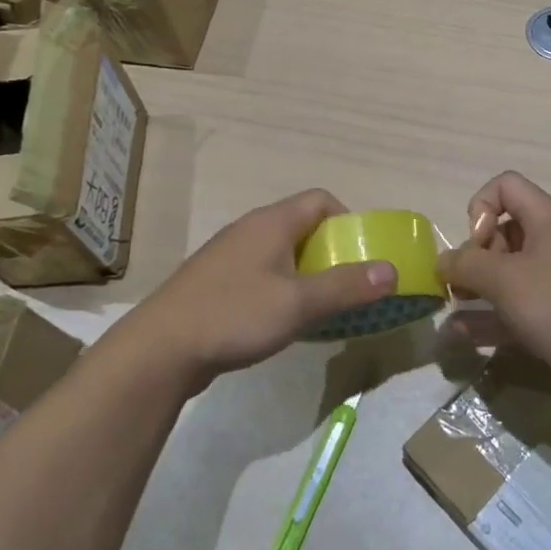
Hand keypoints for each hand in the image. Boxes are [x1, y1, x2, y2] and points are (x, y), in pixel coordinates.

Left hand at [125, 189, 396, 390]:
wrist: (159, 350)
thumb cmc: (234, 315)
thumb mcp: (299, 303)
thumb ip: (347, 286)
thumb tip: (391, 270)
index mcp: (271, 223)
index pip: (321, 200)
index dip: (348, 221)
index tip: (361, 255)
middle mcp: (250, 230)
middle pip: (302, 226)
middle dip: (331, 252)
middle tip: (348, 286)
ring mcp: (229, 256)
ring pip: (281, 253)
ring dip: (307, 273)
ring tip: (322, 307)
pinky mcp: (215, 283)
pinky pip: (261, 274)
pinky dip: (281, 288)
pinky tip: (282, 321)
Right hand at [437, 171, 550, 382]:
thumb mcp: (505, 278)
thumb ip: (466, 264)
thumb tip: (442, 261)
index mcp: (548, 219)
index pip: (506, 186)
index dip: (481, 207)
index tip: (476, 243)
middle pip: (503, 231)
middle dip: (475, 255)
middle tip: (464, 284)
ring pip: (507, 274)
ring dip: (476, 289)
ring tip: (451, 309)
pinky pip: (515, 308)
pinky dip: (490, 317)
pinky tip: (461, 335)